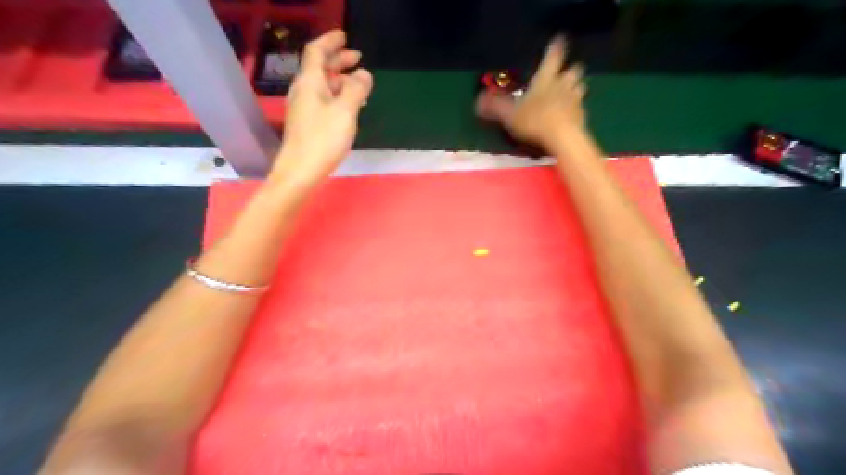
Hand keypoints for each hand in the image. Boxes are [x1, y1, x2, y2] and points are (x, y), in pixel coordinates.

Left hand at [271, 30, 372, 187]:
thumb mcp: (345, 112)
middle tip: (358, 58)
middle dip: (338, 60)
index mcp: (310, 83)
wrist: (299, 171)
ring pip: (322, 85)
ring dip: (340, 80)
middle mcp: (303, 91)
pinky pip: (323, 101)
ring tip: (359, 84)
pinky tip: (349, 107)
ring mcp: (303, 108)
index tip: (344, 36)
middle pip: (319, 68)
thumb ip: (356, 90)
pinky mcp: (307, 123)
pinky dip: (337, 96)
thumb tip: (364, 74)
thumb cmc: (323, 140)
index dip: (330, 41)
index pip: (316, 52)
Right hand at [474, 37, 585, 149]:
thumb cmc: (534, 121)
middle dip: (569, 70)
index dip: (554, 48)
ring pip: (579, 88)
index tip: (558, 40)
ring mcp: (575, 100)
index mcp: (545, 80)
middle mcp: (563, 85)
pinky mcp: (581, 117)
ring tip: (568, 94)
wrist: (562, 139)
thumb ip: (494, 107)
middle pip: (572, 71)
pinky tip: (568, 116)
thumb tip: (478, 101)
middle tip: (564, 74)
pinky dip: (574, 110)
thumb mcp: (509, 115)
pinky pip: (579, 108)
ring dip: (574, 89)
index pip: (552, 58)